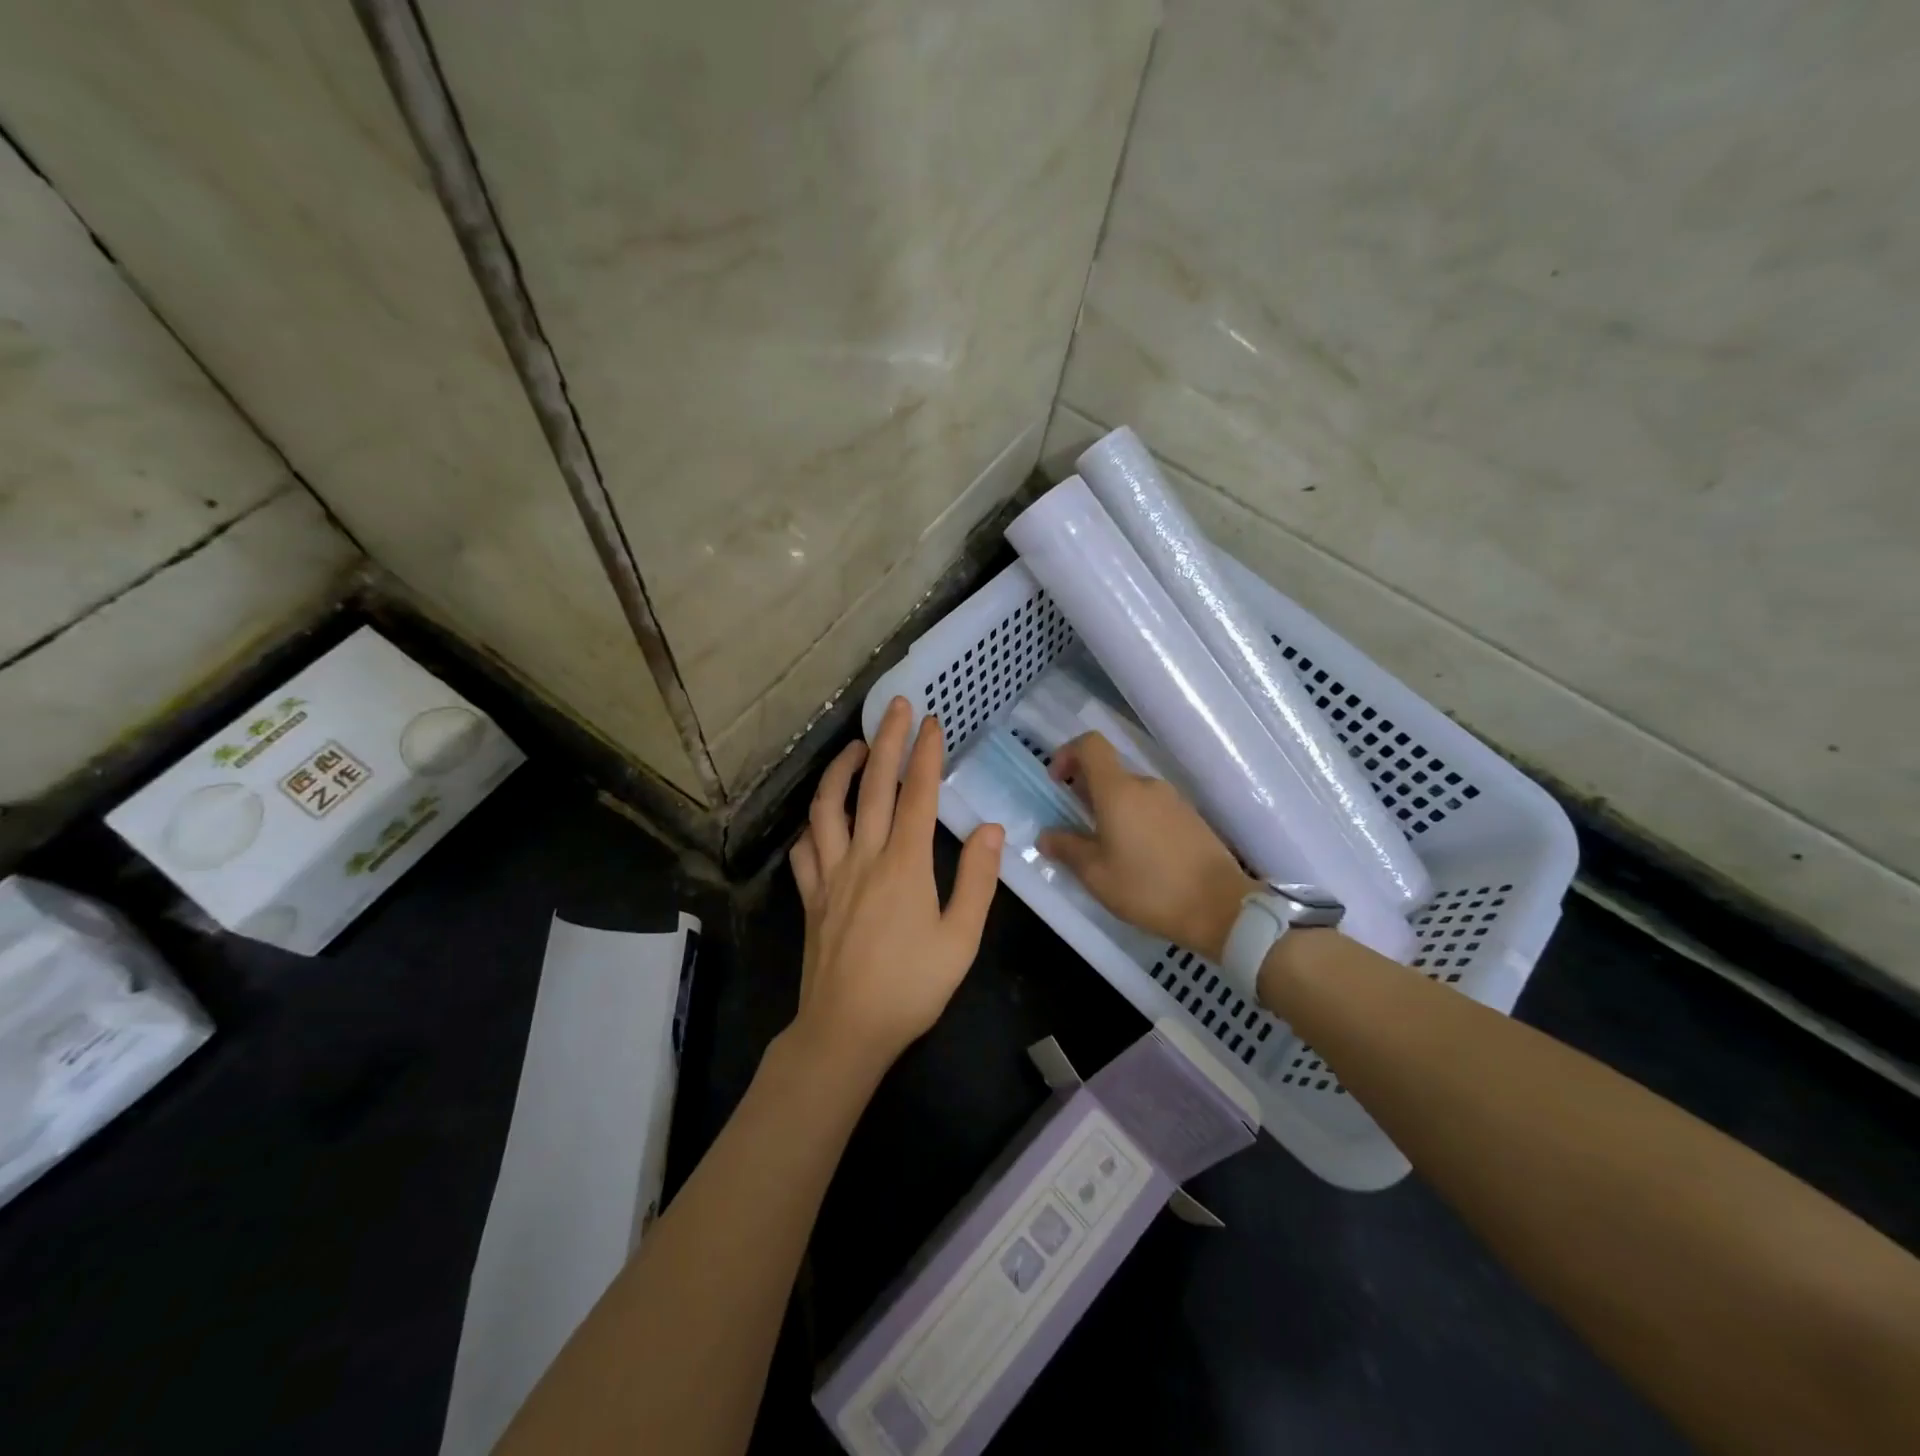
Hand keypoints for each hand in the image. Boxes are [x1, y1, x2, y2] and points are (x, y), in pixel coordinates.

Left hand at [786, 697, 1003, 1071]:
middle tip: (896, 707)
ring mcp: (831, 874)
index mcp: (905, 864)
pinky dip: (812, 826)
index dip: (925, 754)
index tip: (932, 722)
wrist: (845, 1030)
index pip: (917, 794)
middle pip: (873, 786)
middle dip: (886, 740)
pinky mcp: (811, 896)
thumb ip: (976, 881)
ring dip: (840, 771)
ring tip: (856, 748)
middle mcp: (864, 857)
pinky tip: (821, 819)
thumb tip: (990, 830)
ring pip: (828, 807)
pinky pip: (804, 850)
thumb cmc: (911, 987)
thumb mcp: (961, 940)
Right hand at [1038, 732, 1256, 960]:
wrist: (1221, 908)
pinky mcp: (1191, 818)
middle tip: (1077, 829)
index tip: (1057, 782)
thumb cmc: (1149, 888)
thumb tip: (1046, 836)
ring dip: (1112, 810)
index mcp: (1119, 791)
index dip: (1067, 754)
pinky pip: (1153, 809)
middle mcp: (1147, 785)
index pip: (1090, 745)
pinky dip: (1136, 822)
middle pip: (1109, 772)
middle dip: (1087, 792)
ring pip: (1131, 793)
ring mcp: (1173, 800)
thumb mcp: (1096, 875)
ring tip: (1108, 850)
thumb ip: (1067, 849)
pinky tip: (1139, 858)